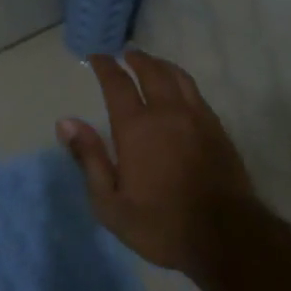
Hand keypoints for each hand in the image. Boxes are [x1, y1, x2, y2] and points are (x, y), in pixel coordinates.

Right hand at [57, 49, 255, 271]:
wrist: (225, 236)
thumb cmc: (160, 224)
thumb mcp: (110, 203)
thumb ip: (88, 158)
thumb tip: (66, 122)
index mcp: (137, 127)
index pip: (117, 84)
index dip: (105, 66)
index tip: (97, 56)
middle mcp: (168, 112)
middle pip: (152, 72)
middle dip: (136, 59)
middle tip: (126, 54)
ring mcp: (198, 117)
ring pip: (178, 77)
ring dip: (162, 65)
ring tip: (152, 63)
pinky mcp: (218, 129)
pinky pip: (196, 93)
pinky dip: (182, 83)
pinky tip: (180, 91)